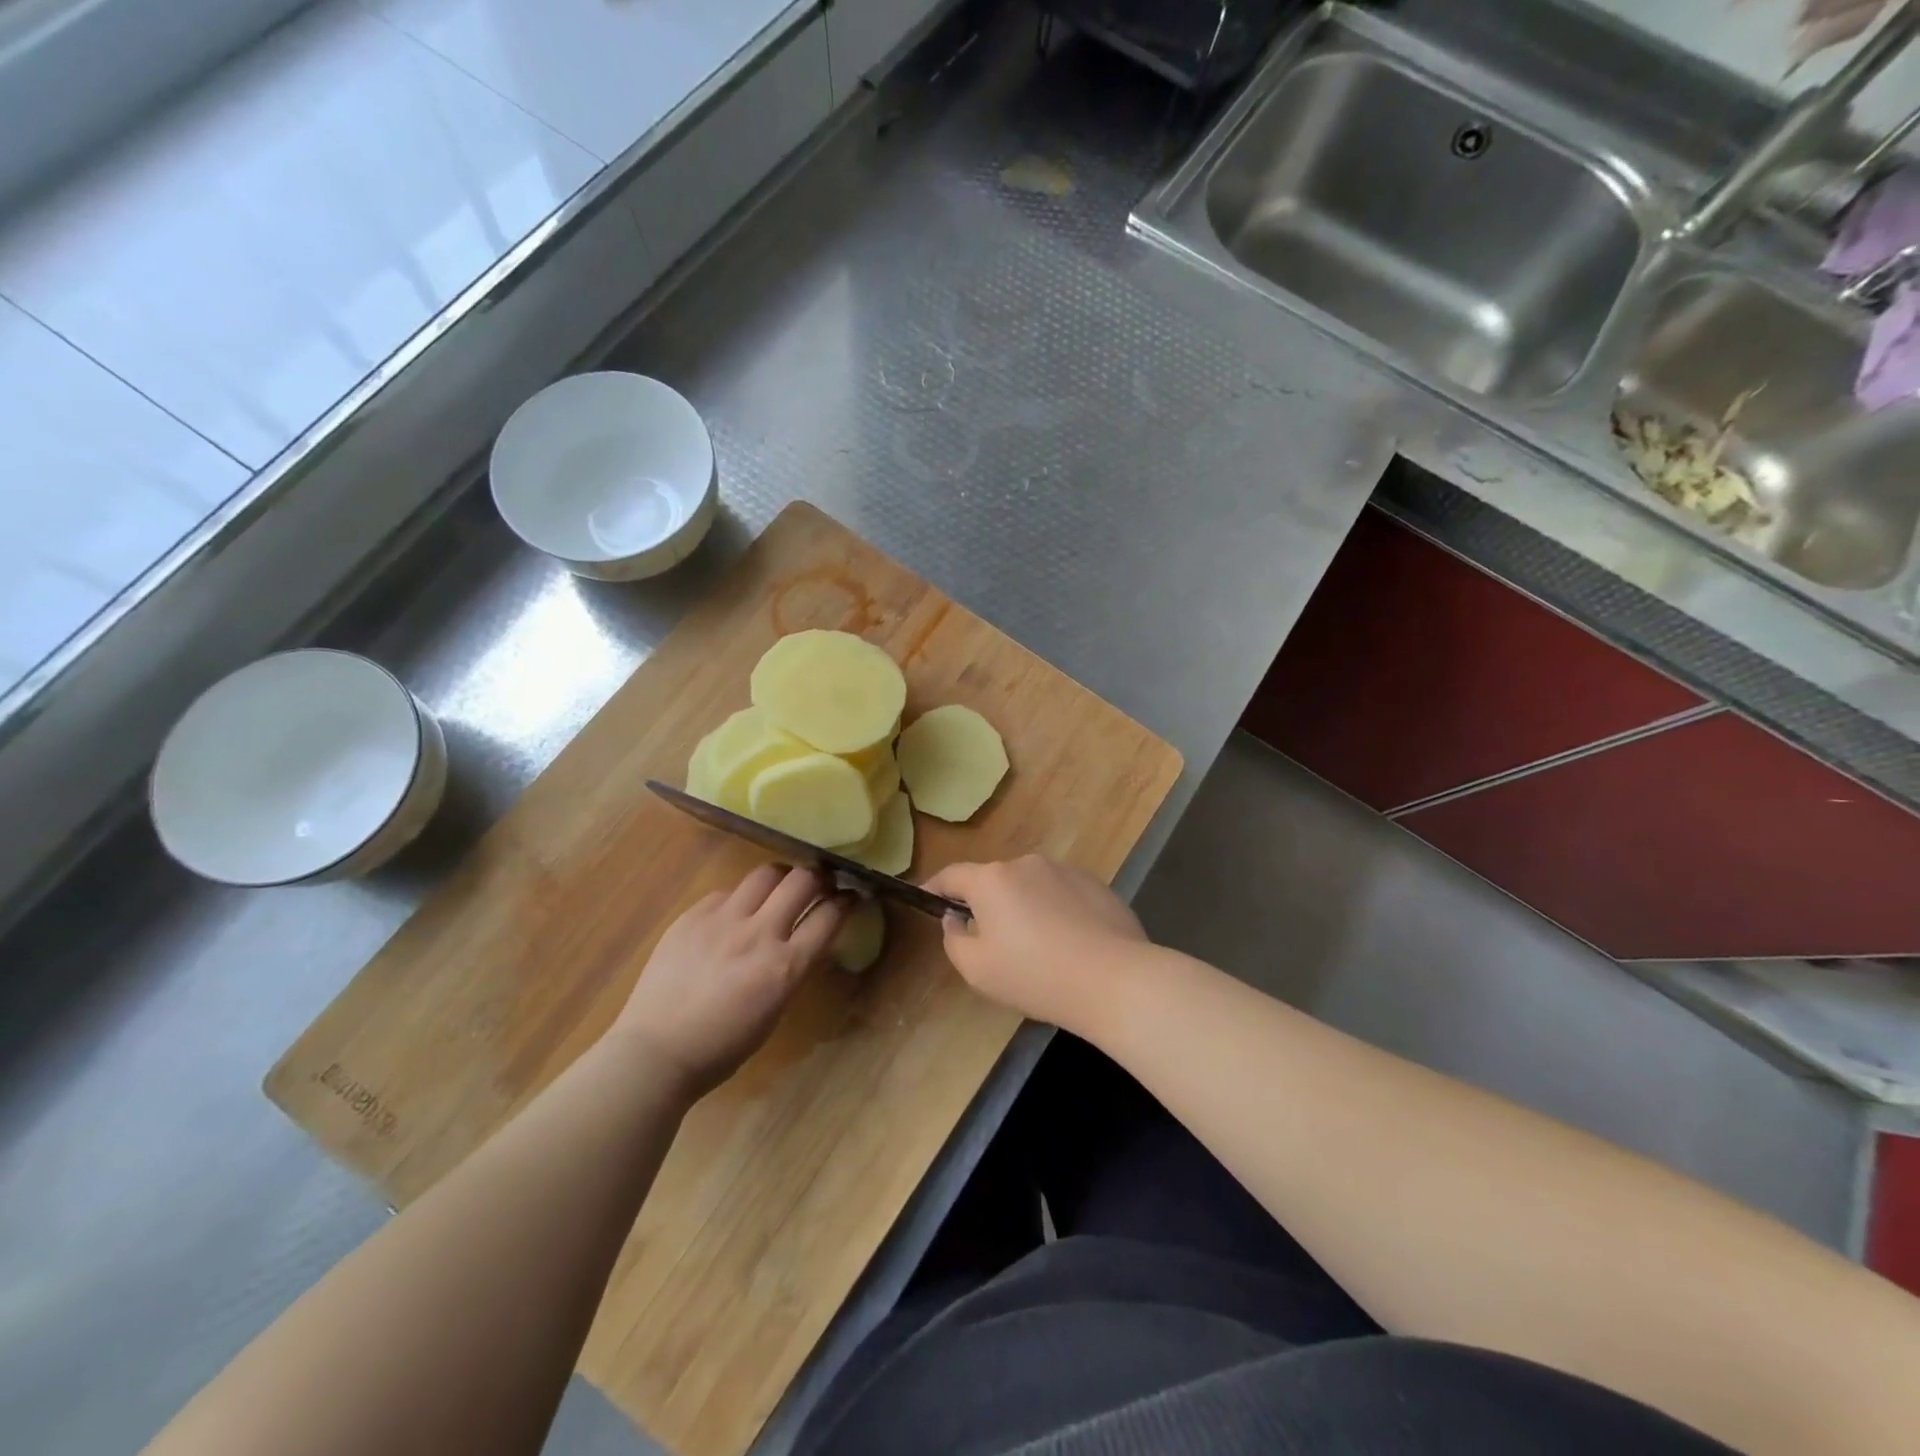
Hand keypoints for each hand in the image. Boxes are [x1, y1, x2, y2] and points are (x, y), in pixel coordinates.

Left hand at [610, 866, 843, 1098]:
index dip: (848, 901)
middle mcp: (759, 934)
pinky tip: (733, 915)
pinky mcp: (693, 915)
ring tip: (778, 889)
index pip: (830, 916)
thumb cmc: (722, 1046)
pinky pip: (727, 892)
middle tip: (819, 883)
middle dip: (819, 877)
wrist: (656, 1051)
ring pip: (766, 873)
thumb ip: (794, 968)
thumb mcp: (775, 1010)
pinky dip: (739, 899)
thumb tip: (810, 940)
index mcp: (785, 967)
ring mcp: (723, 920)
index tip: (852, 896)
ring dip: (781, 878)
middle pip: (802, 880)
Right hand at [922, 855, 1146, 1030]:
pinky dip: (1055, 911)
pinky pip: (1062, 894)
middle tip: (990, 940)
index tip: (928, 898)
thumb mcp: (977, 970)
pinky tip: (1069, 944)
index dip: (935, 887)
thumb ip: (954, 939)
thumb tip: (955, 919)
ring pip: (1030, 886)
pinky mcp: (1096, 884)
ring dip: (1024, 907)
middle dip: (986, 903)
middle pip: (994, 880)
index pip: (952, 875)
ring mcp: (1065, 870)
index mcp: (992, 880)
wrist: (1113, 979)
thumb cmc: (1034, 975)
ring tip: (1036, 947)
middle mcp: (1026, 863)